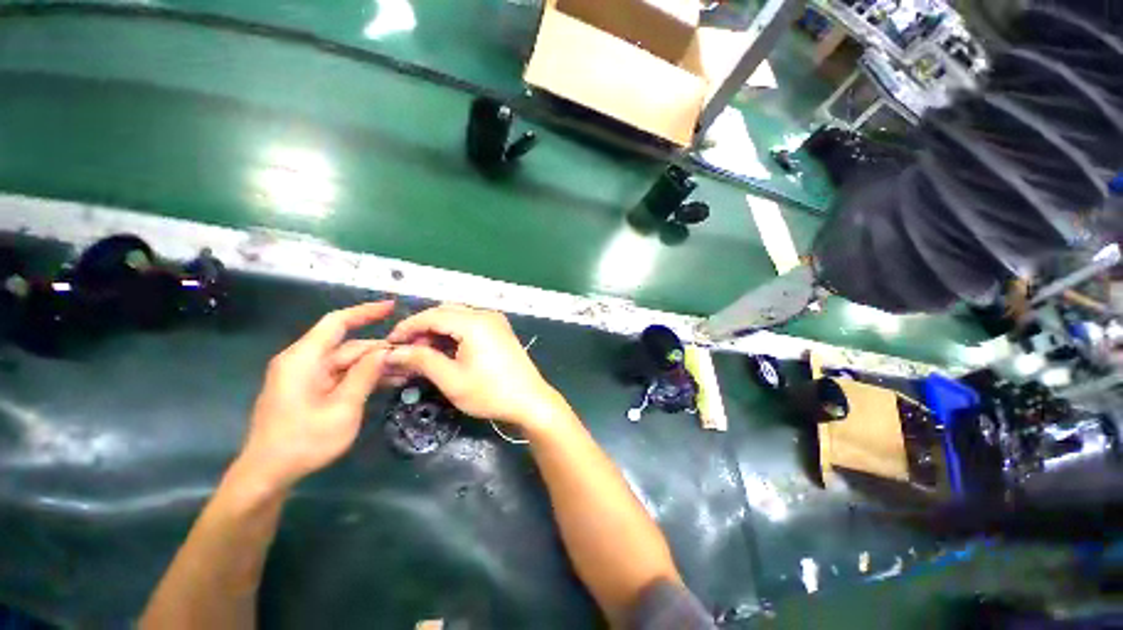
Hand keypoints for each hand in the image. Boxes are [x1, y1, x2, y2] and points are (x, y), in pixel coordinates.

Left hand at [239, 302, 394, 488]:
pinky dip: (364, 376)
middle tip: (412, 354)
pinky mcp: (310, 389)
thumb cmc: (303, 441)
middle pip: (348, 346)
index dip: (365, 312)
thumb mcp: (342, 409)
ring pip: (348, 361)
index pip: (337, 323)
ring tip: (407, 369)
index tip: (393, 307)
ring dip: (375, 365)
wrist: (268, 474)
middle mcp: (303, 362)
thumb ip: (364, 375)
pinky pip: (342, 375)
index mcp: (304, 359)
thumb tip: (385, 350)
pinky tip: (389, 381)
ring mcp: (306, 376)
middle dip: (380, 349)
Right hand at [384, 305, 567, 433]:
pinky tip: (446, 351)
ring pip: (458, 317)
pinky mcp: (500, 330)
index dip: (407, 327)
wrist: (530, 400)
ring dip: (438, 331)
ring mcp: (495, 321)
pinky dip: (454, 334)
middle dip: (422, 329)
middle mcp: (485, 314)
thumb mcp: (451, 379)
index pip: (432, 315)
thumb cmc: (490, 392)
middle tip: (407, 351)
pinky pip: (470, 324)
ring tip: (424, 354)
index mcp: (474, 322)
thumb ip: (422, 360)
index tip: (389, 344)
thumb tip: (393, 352)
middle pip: (445, 312)